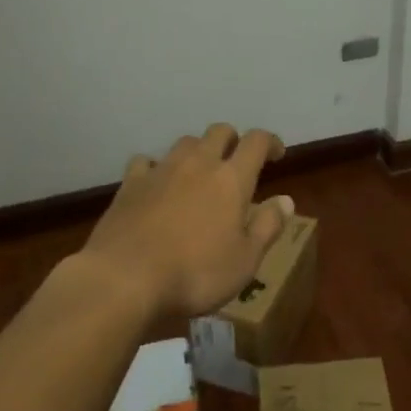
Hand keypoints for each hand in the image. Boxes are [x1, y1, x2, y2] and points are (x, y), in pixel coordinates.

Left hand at [83, 124, 291, 327]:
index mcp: (232, 179)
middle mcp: (198, 164)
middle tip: (238, 162)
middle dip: (233, 140)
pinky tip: (156, 184)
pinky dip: (156, 167)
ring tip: (200, 172)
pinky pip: (146, 162)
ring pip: (185, 142)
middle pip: (219, 132)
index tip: (277, 154)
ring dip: (198, 151)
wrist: (124, 278)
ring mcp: (160, 170)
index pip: (256, 142)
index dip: (270, 141)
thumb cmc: (196, 273)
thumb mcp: (245, 260)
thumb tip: (286, 200)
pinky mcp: (129, 184)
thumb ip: (268, 226)